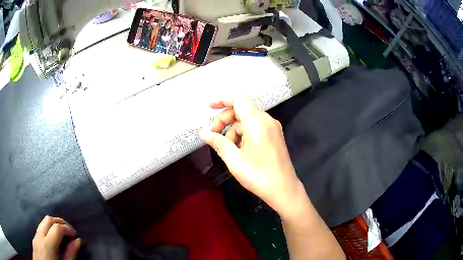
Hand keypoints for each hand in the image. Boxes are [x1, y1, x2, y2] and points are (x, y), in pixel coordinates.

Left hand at [32, 216, 80, 259]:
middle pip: (48, 219)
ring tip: (63, 233)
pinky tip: (53, 239)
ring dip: (53, 223)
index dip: (67, 228)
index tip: (75, 236)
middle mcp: (39, 237)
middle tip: (70, 230)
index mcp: (47, 245)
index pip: (56, 227)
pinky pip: (40, 228)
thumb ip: (70, 254)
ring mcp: (35, 236)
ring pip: (43, 222)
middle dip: (60, 221)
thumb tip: (77, 241)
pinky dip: (48, 229)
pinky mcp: (34, 239)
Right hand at [200, 97, 303, 216]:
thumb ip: (218, 142)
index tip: (208, 106)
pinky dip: (243, 134)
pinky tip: (238, 149)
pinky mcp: (274, 136)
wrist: (284, 190)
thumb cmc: (259, 175)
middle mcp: (267, 120)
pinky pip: (255, 128)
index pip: (239, 99)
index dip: (222, 99)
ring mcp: (272, 128)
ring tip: (227, 148)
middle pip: (241, 109)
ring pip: (247, 120)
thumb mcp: (234, 160)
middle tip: (213, 135)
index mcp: (257, 122)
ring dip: (233, 130)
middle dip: (224, 119)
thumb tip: (203, 133)